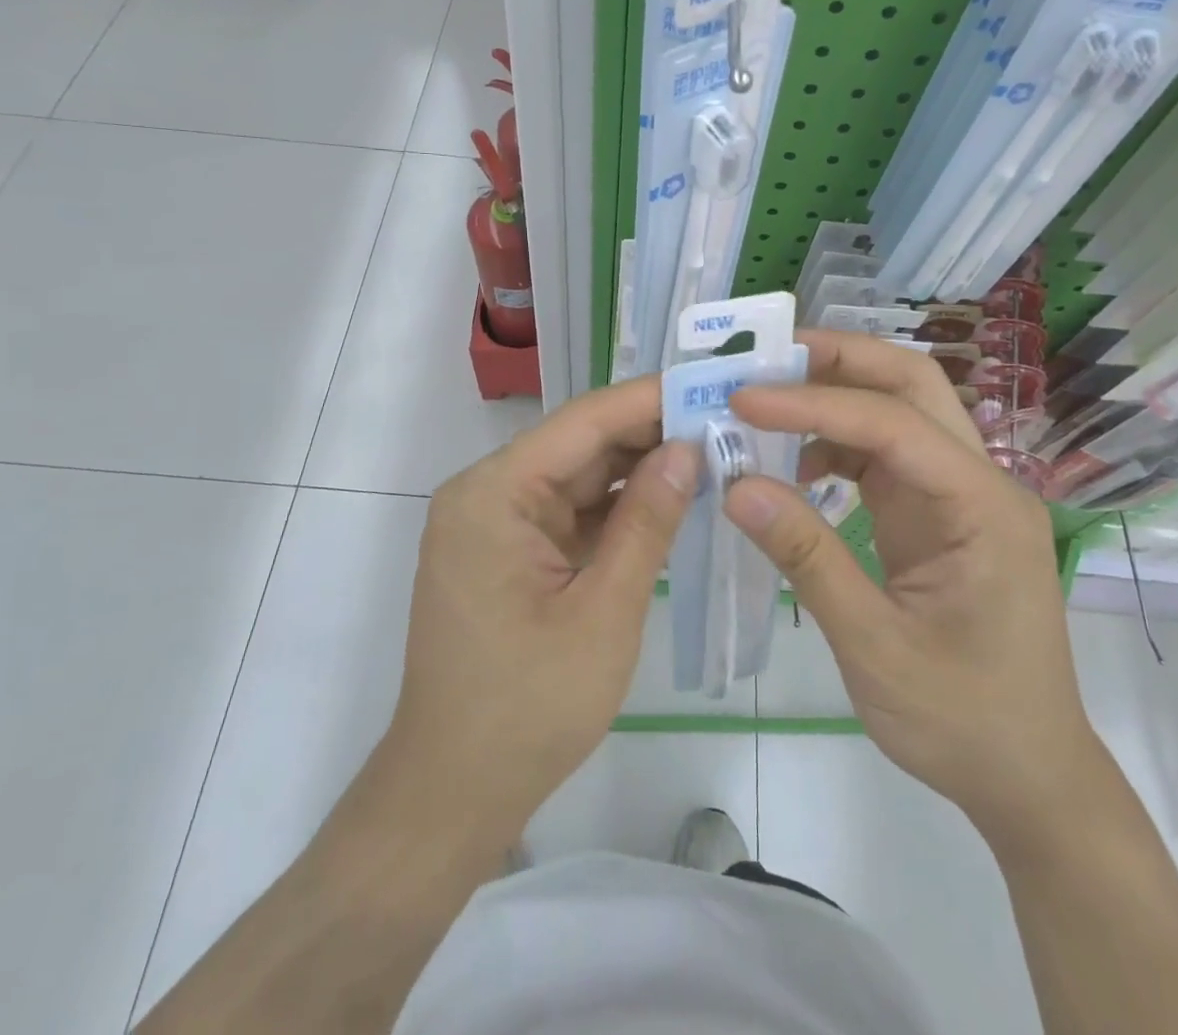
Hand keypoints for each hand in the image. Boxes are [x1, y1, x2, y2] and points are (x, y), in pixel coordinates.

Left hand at [381, 377, 697, 843]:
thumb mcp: (604, 612)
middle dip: (650, 435)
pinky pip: (568, 513)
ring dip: (637, 471)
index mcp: (493, 494)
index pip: (582, 423)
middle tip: (724, 422)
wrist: (453, 793)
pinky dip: (616, 509)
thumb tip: (688, 449)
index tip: (710, 384)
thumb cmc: (528, 708)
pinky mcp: (508, 552)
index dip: (648, 400)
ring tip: (710, 453)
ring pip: (577, 478)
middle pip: (579, 445)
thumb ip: (647, 523)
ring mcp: (494, 524)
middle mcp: (486, 494)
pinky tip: (669, 500)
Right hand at [724, 333, 1104, 845]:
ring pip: (898, 409)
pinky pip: (886, 454)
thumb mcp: (874, 645)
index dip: (813, 403)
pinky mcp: (937, 513)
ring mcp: (958, 494)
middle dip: (839, 361)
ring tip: (766, 404)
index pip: (892, 423)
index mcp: (982, 506)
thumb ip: (807, 558)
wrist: (1027, 775)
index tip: (742, 399)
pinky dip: (837, 443)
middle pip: (913, 385)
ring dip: (834, 395)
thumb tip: (736, 486)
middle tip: (765, 360)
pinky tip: (797, 467)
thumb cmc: (962, 719)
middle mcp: (978, 481)